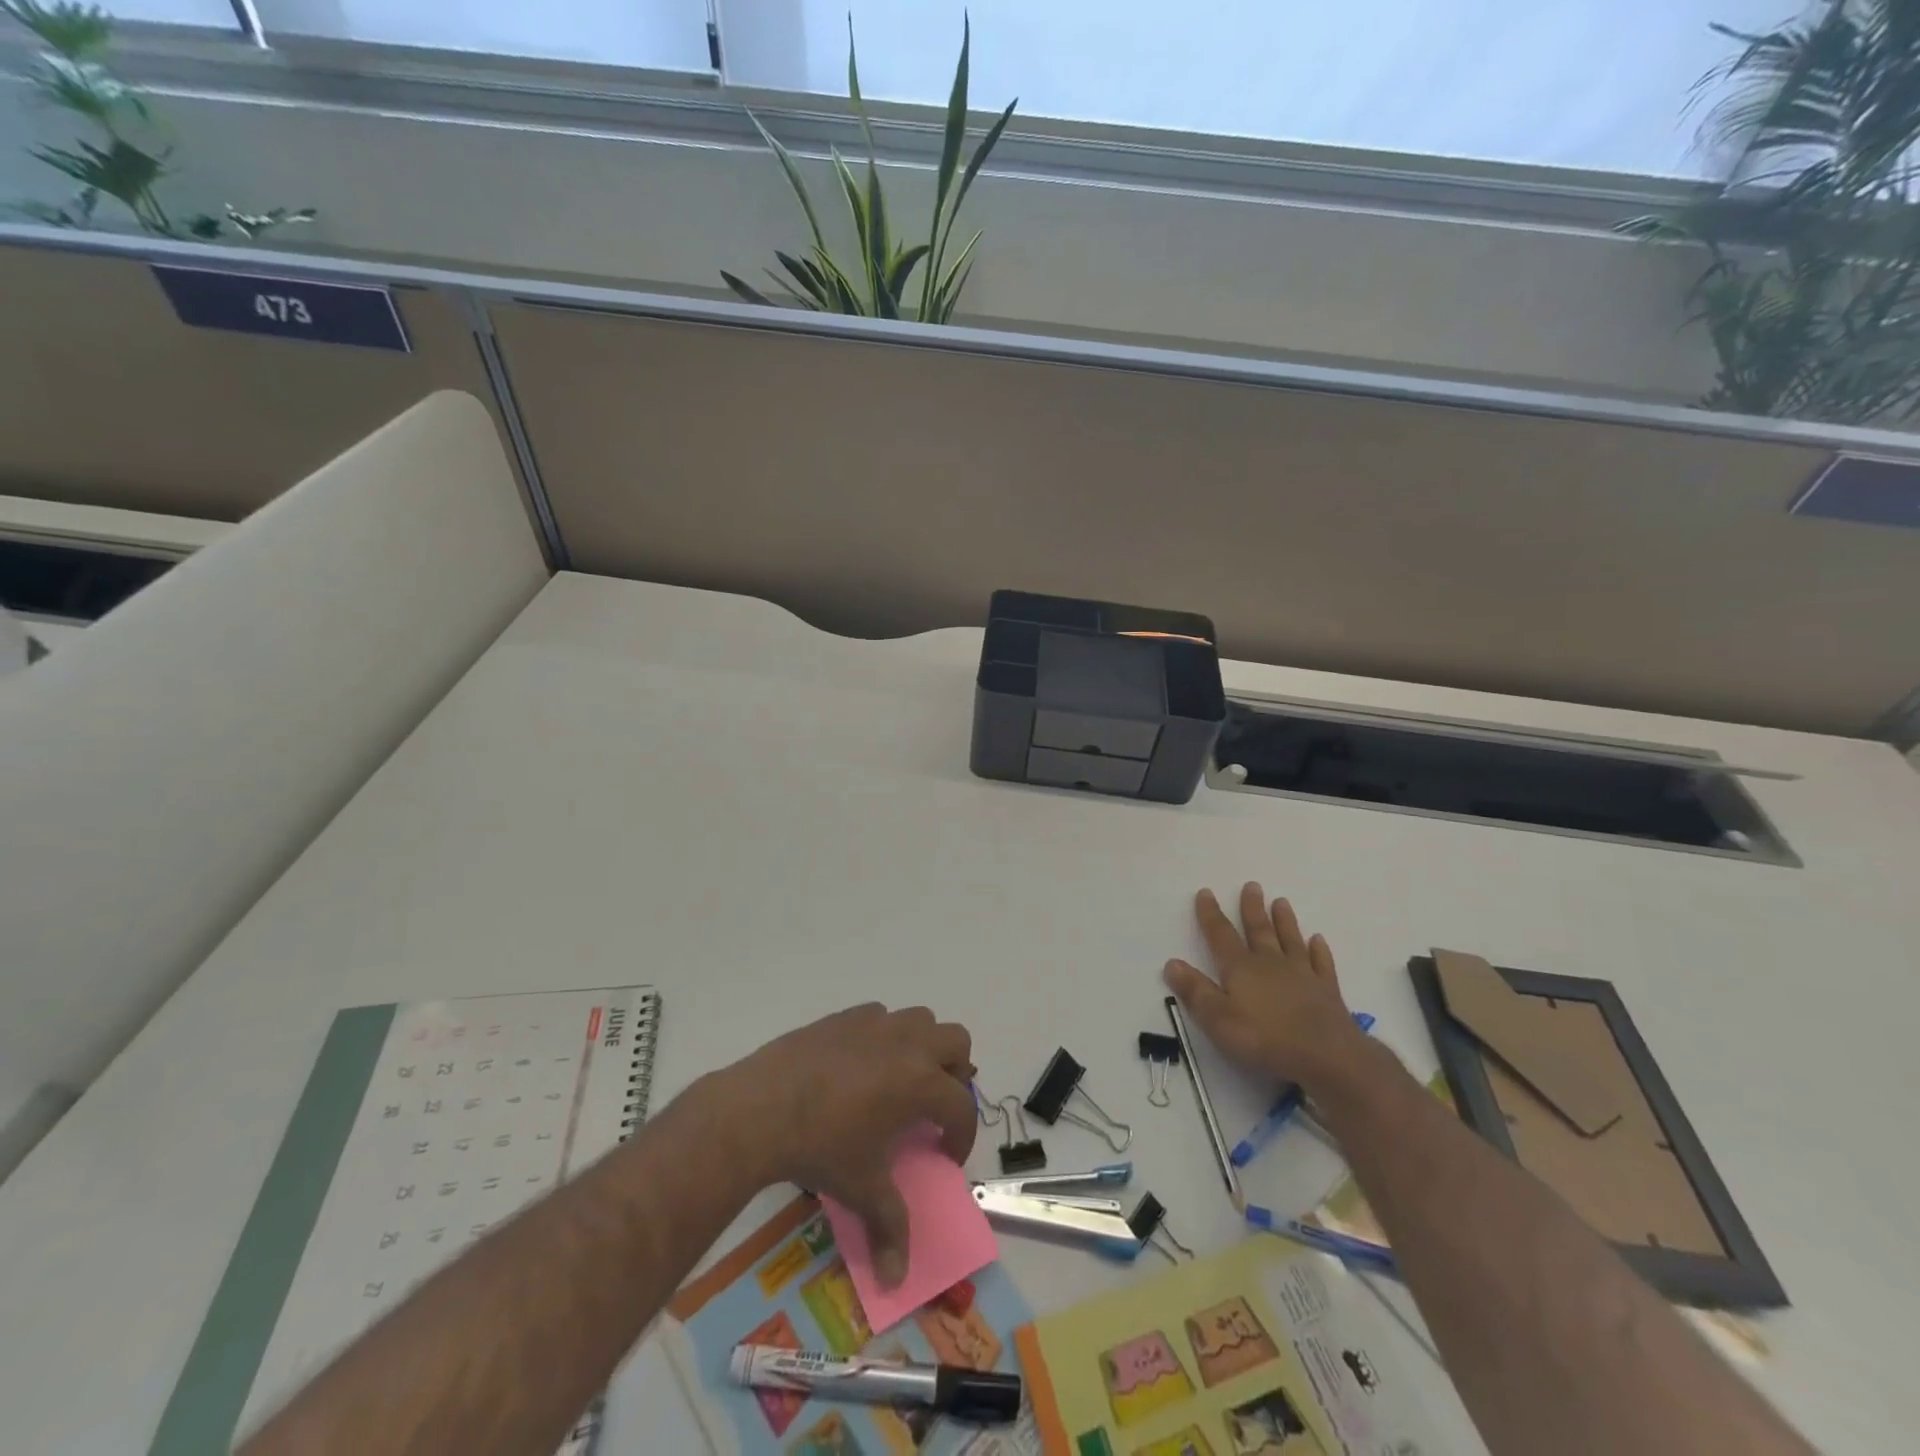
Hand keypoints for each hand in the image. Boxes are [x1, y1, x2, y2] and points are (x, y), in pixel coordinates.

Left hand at [709, 1004, 976, 1287]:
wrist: (763, 1106)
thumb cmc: (821, 1147)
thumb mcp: (861, 1189)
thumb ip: (889, 1228)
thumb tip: (896, 1279)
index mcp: (921, 1083)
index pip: (961, 1107)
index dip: (961, 1136)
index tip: (945, 1157)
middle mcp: (908, 1044)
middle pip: (956, 1042)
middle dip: (954, 1074)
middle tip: (932, 1105)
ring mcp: (876, 1024)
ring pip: (921, 1019)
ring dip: (923, 1046)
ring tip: (900, 1079)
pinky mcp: (846, 1016)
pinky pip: (880, 1016)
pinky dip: (883, 1036)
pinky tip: (861, 1064)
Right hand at [1163, 883, 1366, 1091]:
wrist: (1327, 1056)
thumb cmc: (1264, 1038)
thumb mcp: (1218, 1019)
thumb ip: (1195, 991)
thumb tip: (1171, 963)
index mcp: (1241, 968)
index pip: (1221, 935)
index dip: (1211, 914)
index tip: (1205, 892)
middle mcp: (1270, 964)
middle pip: (1259, 930)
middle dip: (1252, 908)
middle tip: (1252, 886)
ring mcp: (1302, 975)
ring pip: (1290, 940)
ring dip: (1284, 921)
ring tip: (1281, 901)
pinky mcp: (1327, 991)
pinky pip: (1322, 963)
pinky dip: (1319, 950)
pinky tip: (1318, 940)